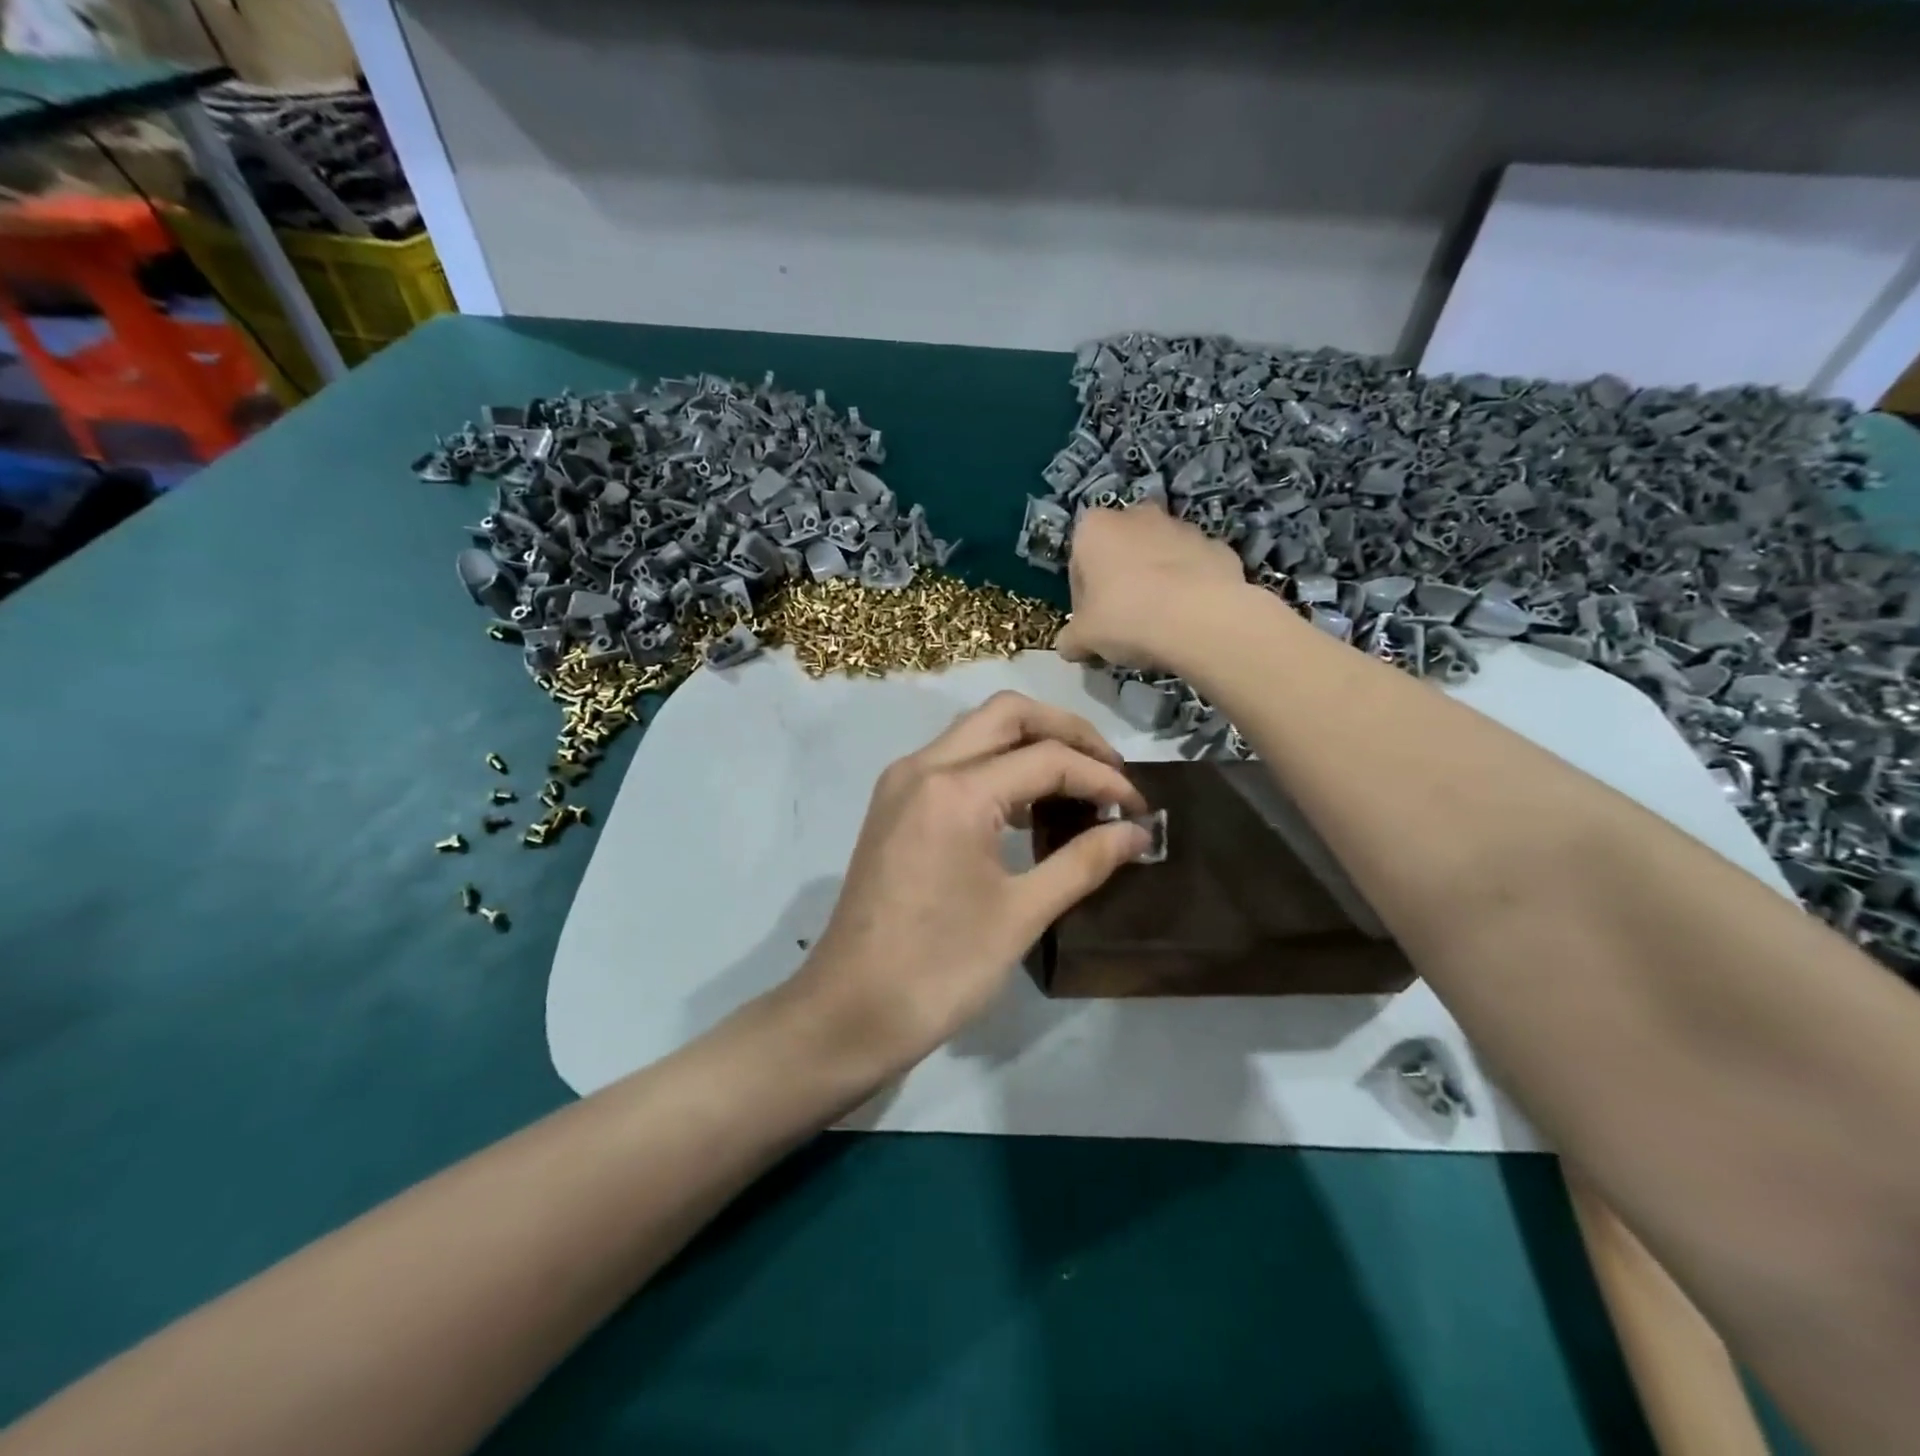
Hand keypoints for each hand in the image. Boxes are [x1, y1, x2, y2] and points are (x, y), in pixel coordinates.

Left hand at [793, 691, 1149, 1077]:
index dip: (1102, 779)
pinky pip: (955, 761)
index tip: (1138, 809)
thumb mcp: (1021, 914)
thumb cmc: (940, 969)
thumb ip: (1084, 862)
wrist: (851, 1011)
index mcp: (955, 790)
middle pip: (1007, 714)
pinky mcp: (894, 805)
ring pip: (977, 731)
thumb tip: (1137, 832)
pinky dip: (998, 767)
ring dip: (1030, 744)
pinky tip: (1029, 809)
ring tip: (1078, 786)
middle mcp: (923, 767)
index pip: (1047, 758)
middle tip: (1109, 771)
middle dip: (1067, 732)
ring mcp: (902, 783)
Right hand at [1055, 502, 1247, 668]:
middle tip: (1123, 621)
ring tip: (1159, 623)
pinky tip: (1187, 618)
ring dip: (1155, 581)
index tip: (1092, 625)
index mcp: (1094, 528)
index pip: (1078, 564)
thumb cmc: (1126, 618)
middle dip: (1119, 581)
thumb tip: (1069, 646)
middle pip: (1120, 553)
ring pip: (1158, 557)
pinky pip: (1193, 568)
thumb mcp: (1083, 639)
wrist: (1200, 619)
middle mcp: (1137, 515)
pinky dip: (1189, 587)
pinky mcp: (1216, 546)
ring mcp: (1182, 527)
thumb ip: (1070, 639)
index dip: (1083, 598)